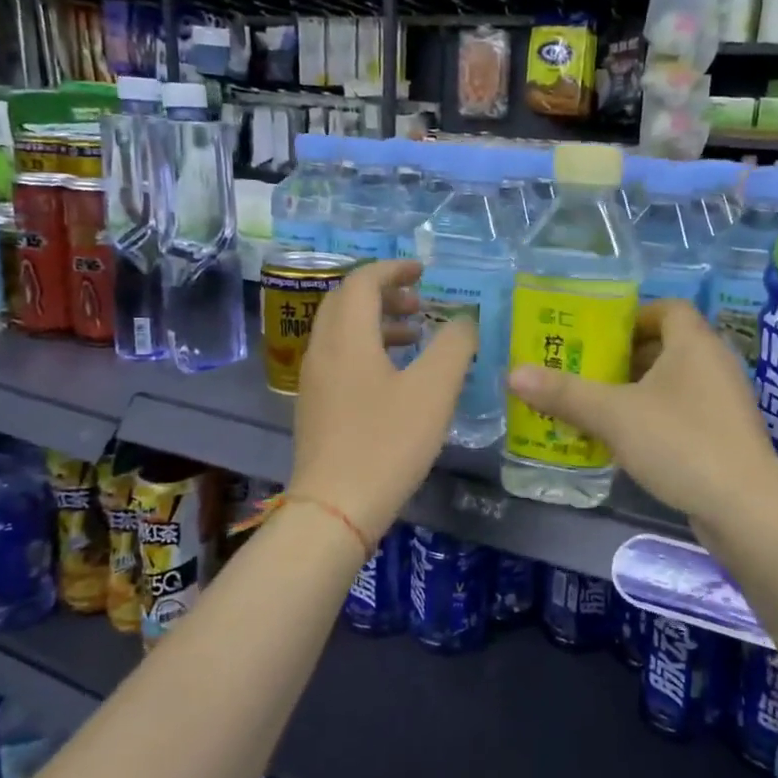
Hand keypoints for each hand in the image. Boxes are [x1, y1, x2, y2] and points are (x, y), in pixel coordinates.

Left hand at [289, 260, 476, 543]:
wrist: (336, 507)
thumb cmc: (388, 442)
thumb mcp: (434, 390)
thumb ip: (455, 346)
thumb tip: (464, 320)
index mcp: (347, 336)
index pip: (363, 281)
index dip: (394, 269)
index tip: (423, 272)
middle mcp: (322, 349)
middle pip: (346, 302)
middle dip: (384, 294)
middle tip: (419, 303)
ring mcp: (314, 380)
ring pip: (341, 331)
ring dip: (377, 322)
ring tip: (415, 336)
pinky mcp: (315, 406)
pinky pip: (339, 357)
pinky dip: (367, 349)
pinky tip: (395, 377)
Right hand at [506, 298, 777, 527]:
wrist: (745, 507)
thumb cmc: (679, 442)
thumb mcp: (614, 415)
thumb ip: (564, 393)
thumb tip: (514, 373)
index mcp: (694, 343)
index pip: (667, 308)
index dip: (632, 316)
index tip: (598, 336)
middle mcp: (714, 364)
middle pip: (667, 346)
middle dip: (625, 357)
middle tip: (586, 372)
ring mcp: (724, 402)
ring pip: (674, 383)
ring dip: (637, 391)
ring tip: (597, 407)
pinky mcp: (725, 436)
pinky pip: (683, 413)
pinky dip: (655, 418)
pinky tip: (627, 442)